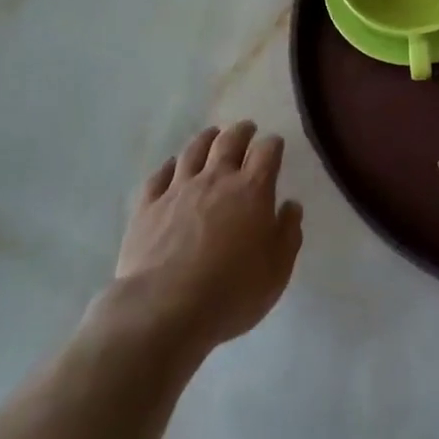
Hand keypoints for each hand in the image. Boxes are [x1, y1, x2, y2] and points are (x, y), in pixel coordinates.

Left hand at [105, 121, 302, 360]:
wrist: (164, 309)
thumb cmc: (231, 292)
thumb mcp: (276, 270)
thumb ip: (288, 233)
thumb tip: (290, 205)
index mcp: (251, 190)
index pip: (267, 152)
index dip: (273, 145)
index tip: (275, 145)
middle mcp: (216, 179)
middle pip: (229, 142)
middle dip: (241, 131)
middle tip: (246, 128)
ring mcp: (178, 189)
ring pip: (193, 151)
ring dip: (206, 138)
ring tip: (212, 134)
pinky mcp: (148, 206)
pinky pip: (159, 176)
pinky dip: (169, 166)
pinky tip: (172, 166)